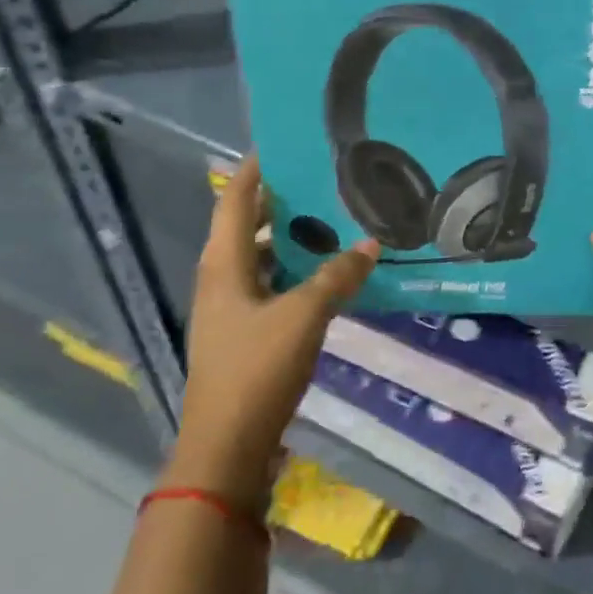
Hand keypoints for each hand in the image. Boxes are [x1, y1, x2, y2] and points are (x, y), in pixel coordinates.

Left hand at [167, 158, 376, 505]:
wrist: (226, 450)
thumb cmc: (256, 371)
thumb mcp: (303, 316)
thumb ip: (338, 276)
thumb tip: (371, 244)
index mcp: (223, 266)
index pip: (235, 201)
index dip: (255, 170)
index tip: (283, 143)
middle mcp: (221, 281)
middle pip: (246, 227)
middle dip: (279, 202)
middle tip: (321, 180)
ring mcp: (231, 311)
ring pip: (260, 259)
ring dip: (290, 239)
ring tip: (331, 220)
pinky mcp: (245, 336)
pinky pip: (271, 287)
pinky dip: (295, 273)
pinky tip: (328, 274)